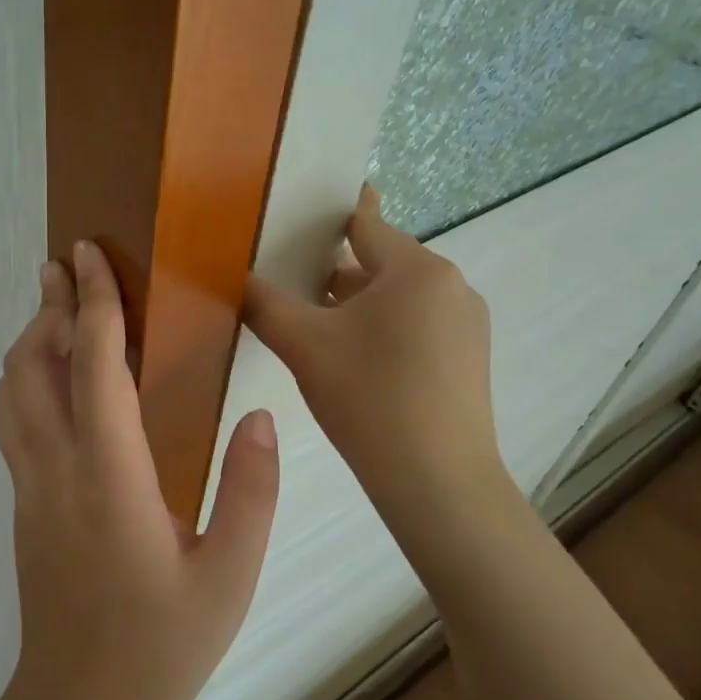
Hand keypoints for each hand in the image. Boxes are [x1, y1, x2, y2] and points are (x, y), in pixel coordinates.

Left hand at [0, 241, 280, 699]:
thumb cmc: (160, 646)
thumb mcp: (229, 576)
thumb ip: (250, 492)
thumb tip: (260, 418)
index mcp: (108, 475)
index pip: (92, 365)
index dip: (92, 302)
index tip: (90, 255)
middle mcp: (55, 467)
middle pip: (31, 364)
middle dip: (49, 306)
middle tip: (67, 266)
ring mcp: (29, 486)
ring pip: (10, 391)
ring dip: (30, 341)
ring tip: (59, 310)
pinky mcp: (23, 505)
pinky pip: (12, 421)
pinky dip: (25, 378)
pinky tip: (54, 380)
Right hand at [243, 185, 517, 559]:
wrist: (438, 484)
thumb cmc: (370, 397)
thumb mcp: (303, 345)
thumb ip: (263, 302)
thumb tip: (230, 274)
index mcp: (417, 269)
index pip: (365, 223)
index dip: (327, 218)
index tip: (297, 215)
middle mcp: (451, 286)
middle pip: (380, 263)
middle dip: (335, 273)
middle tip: (290, 287)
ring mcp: (467, 325)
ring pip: (397, 299)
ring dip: (358, 307)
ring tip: (315, 330)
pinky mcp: (469, 360)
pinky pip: (417, 327)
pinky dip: (384, 332)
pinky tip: (355, 365)